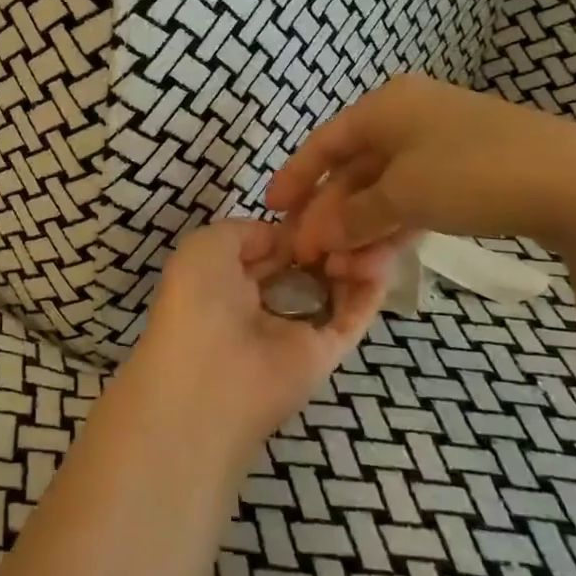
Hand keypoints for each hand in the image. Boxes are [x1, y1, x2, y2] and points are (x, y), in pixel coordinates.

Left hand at [128, 219, 405, 449]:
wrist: (208, 377)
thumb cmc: (198, 300)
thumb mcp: (206, 245)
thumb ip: (246, 231)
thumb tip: (284, 236)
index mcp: (228, 277)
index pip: (272, 245)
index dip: (296, 222)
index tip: (324, 198)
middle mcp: (262, 301)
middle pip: (306, 263)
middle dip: (328, 237)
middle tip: (355, 210)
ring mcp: (295, 327)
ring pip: (334, 286)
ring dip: (352, 257)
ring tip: (366, 230)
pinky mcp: (325, 352)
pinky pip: (353, 315)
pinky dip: (370, 287)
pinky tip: (378, 257)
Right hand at [267, 75, 575, 261]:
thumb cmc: (474, 174)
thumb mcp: (404, 195)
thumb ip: (353, 216)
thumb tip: (320, 236)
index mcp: (387, 106)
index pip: (326, 141)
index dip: (296, 176)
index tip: (272, 209)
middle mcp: (409, 118)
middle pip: (353, 169)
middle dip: (329, 214)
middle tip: (310, 254)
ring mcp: (439, 146)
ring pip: (383, 189)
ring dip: (359, 228)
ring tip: (341, 269)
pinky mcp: (465, 174)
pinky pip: (413, 198)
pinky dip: (392, 226)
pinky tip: (376, 259)